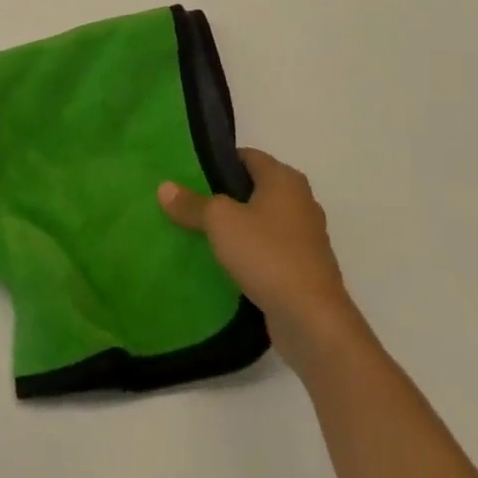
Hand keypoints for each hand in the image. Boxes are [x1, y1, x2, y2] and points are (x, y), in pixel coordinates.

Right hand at [158, 149, 356, 361]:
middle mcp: (301, 202)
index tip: (189, 173)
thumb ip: (192, 203)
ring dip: (238, 226)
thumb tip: (164, 187)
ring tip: (202, 232)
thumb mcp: (219, 222)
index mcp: (285, 179)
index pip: (246, 156)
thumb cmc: (267, 254)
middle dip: (225, 195)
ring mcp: (306, 238)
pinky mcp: (305, 270)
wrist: (313, 321)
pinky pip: (270, 250)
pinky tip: (226, 263)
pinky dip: (251, 252)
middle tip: (190, 202)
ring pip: (263, 221)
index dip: (218, 161)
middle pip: (255, 189)